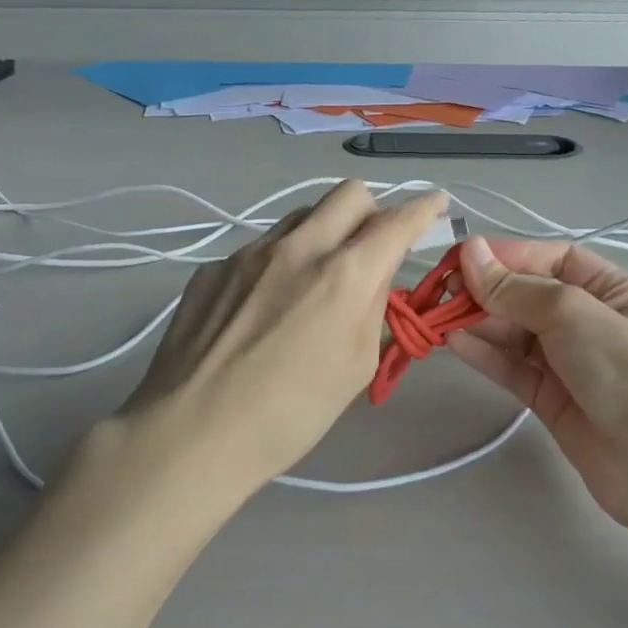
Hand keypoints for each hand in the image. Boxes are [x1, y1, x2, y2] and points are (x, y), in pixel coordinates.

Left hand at [118, 181, 450, 490]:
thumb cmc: (290, 415)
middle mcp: (298, 247)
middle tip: (370, 248)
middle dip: (372, 211)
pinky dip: (278, 263)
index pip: (397, 221)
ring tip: (314, 280)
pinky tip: (262, 308)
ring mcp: (249, 252)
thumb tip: (375, 274)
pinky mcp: (213, 267)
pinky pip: (260, 247)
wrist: (192, 434)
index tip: (435, 204)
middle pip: (349, 193)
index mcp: (344, 275)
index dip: (424, 208)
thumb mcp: (355, 367)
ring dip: (323, 233)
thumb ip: (372, 308)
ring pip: (302, 215)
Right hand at [447, 236, 627, 527]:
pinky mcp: (550, 398)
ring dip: (479, 321)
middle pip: (528, 295)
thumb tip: (470, 253)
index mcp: (611, 290)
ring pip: (516, 332)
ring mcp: (569, 362)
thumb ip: (516, 288)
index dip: (509, 255)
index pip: (553, 260)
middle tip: (444, 291)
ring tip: (440, 316)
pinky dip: (484, 354)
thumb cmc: (624, 369)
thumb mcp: (572, 313)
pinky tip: (454, 343)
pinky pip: (512, 367)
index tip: (463, 258)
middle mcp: (590, 321)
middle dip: (488, 290)